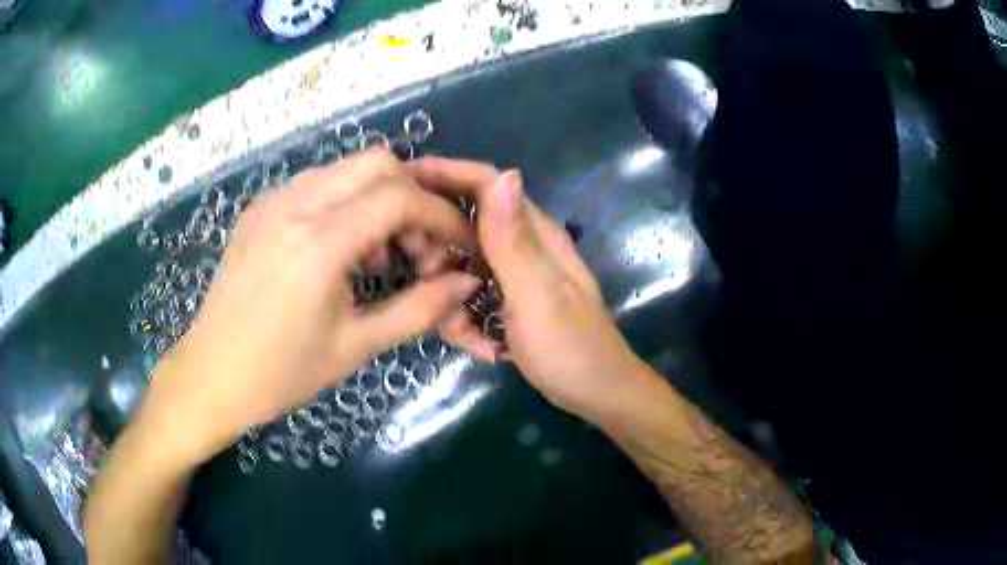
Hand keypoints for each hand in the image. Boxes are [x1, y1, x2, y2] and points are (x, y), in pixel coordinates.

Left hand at [140, 151, 480, 464]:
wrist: (212, 374)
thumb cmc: (282, 372)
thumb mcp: (356, 346)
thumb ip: (420, 309)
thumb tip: (468, 283)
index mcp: (318, 243)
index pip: (399, 197)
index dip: (442, 216)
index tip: (462, 244)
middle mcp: (295, 204)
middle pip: (378, 163)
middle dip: (415, 197)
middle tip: (423, 246)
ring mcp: (273, 200)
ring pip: (348, 168)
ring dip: (381, 197)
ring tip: (385, 252)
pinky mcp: (260, 207)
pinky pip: (319, 183)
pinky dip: (348, 201)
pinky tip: (346, 247)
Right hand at [411, 158, 653, 422]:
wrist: (595, 395)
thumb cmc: (571, 349)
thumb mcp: (538, 296)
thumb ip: (513, 240)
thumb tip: (505, 172)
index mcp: (533, 232)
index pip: (484, 183)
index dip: (442, 173)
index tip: (397, 181)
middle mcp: (520, 245)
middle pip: (461, 226)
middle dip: (438, 258)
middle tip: (434, 289)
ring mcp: (512, 276)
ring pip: (458, 268)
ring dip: (452, 302)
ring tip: (468, 333)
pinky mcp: (505, 302)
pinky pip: (467, 298)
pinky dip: (466, 322)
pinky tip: (485, 348)